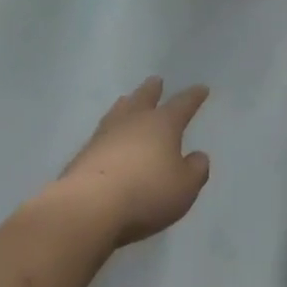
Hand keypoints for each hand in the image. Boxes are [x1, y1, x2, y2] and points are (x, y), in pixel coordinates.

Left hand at [56, 77, 211, 246]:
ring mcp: (106, 134)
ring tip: (128, 99)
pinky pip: (102, 133)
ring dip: (127, 104)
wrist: (89, 206)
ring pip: (119, 110)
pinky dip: (109, 131)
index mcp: (163, 124)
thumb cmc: (146, 192)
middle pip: (145, 98)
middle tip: (156, 80)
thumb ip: (195, 170)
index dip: (194, 97)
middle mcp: (134, 121)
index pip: (183, 104)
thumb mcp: (184, 187)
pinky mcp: (84, 153)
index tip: (201, 88)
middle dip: (153, 90)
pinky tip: (107, 137)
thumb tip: (198, 156)